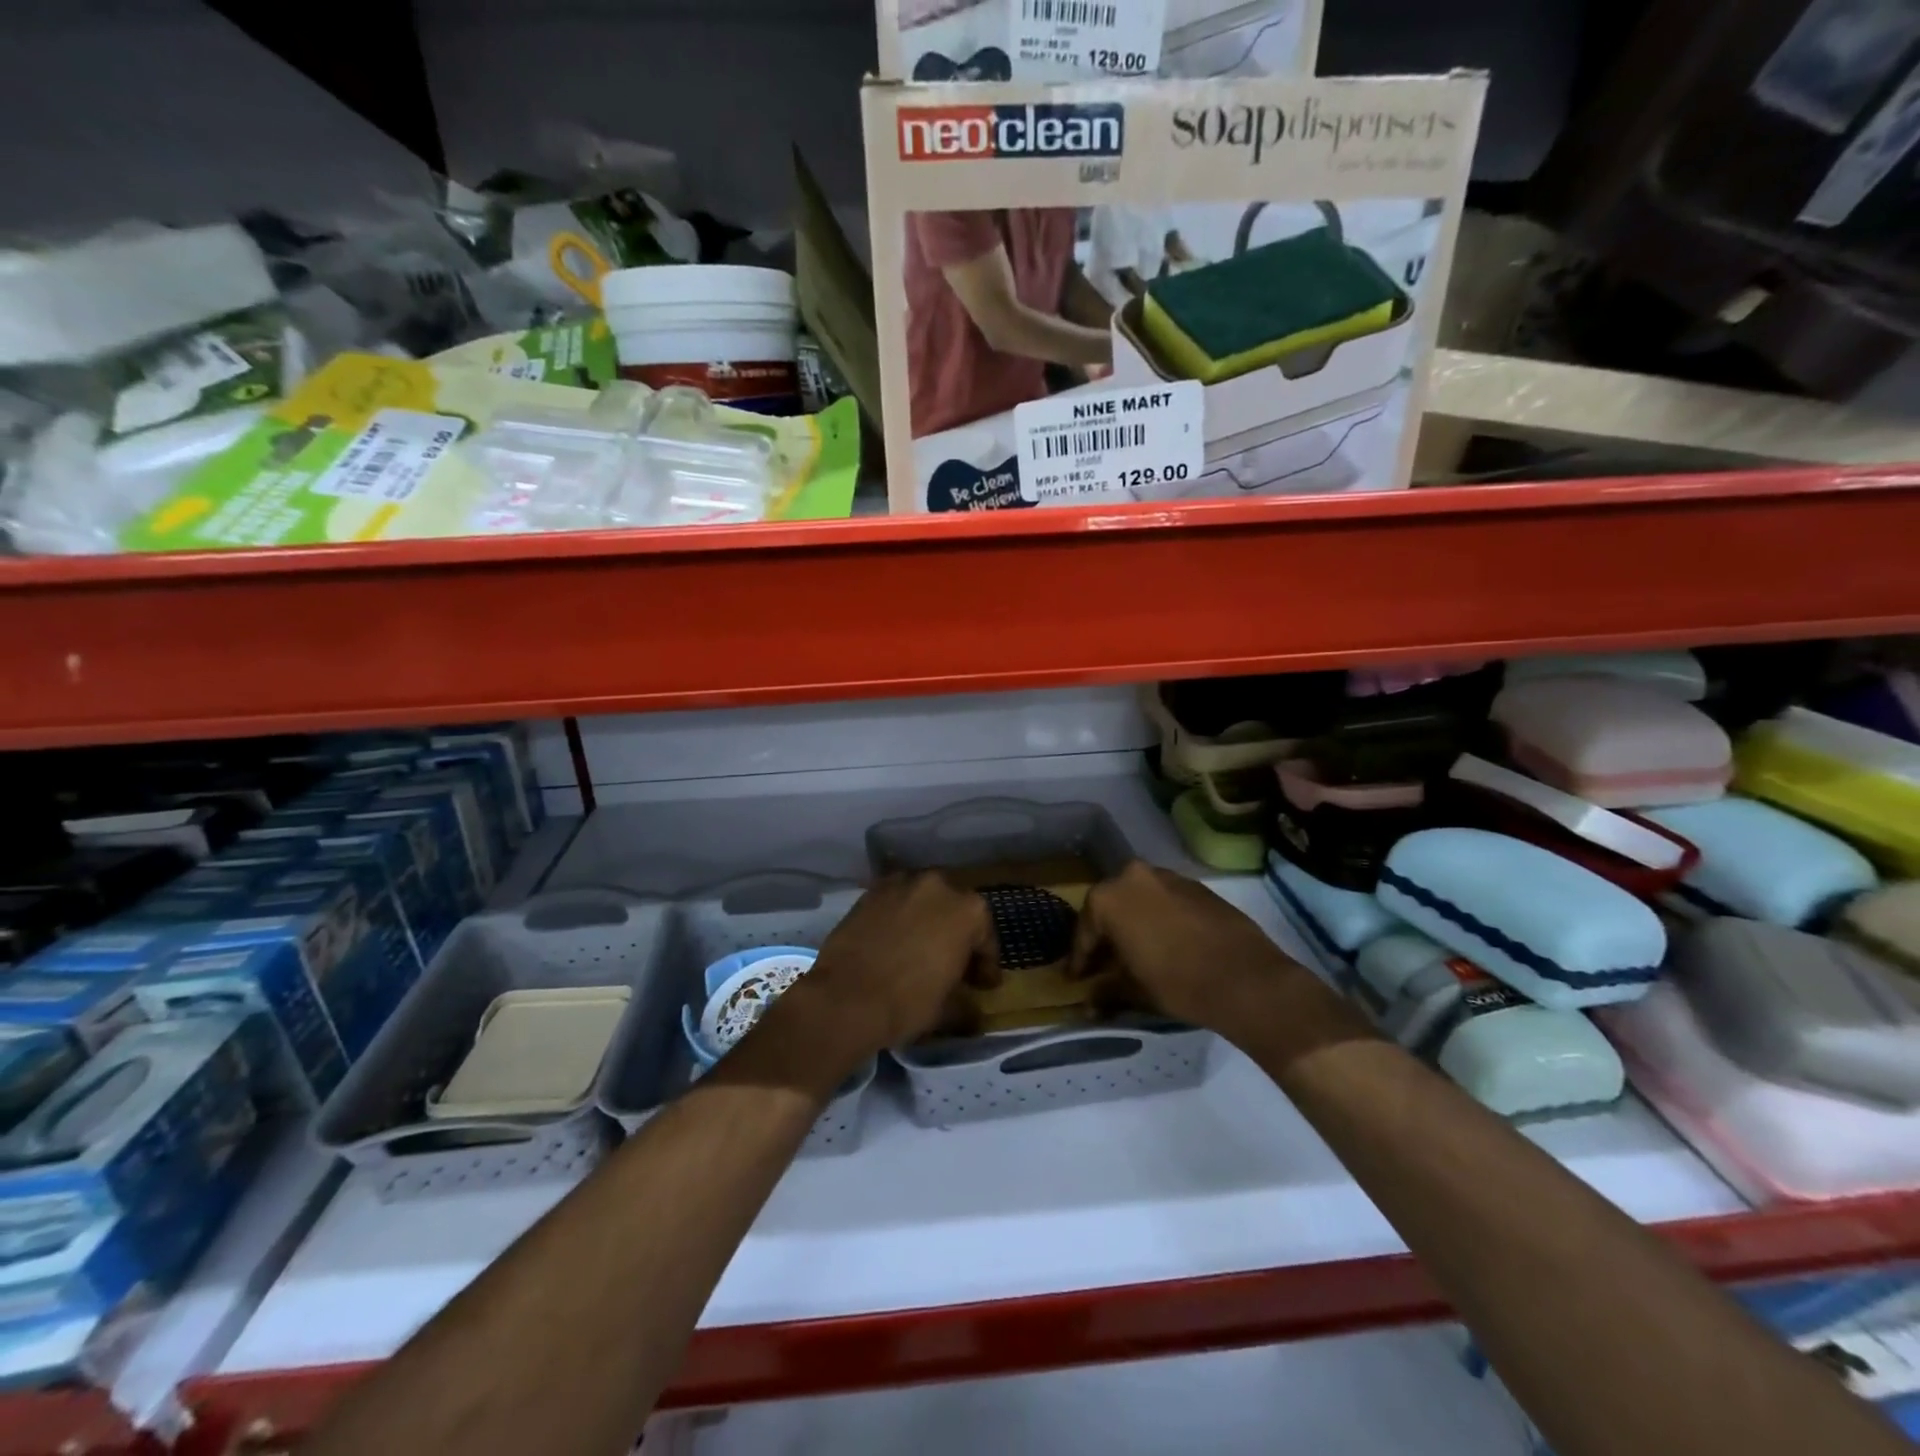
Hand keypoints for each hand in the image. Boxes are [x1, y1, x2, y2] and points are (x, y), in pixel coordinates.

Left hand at [752, 874, 999, 1088]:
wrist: (845, 997)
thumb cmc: (908, 1001)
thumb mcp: (948, 1010)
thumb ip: (968, 1004)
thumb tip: (974, 1013)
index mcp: (969, 910)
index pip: (985, 938)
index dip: (985, 965)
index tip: (983, 986)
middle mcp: (938, 885)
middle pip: (955, 911)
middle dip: (956, 936)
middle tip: (953, 965)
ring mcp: (901, 883)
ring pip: (923, 902)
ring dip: (927, 922)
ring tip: (920, 951)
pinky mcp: (871, 891)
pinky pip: (895, 903)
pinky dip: (899, 918)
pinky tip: (893, 942)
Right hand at [1069, 861, 1306, 1036]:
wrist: (1246, 979)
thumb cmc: (1177, 982)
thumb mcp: (1133, 990)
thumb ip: (1106, 991)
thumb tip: (1089, 1005)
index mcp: (1109, 897)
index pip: (1085, 931)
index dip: (1080, 959)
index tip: (1076, 979)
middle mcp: (1133, 876)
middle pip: (1111, 908)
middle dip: (1106, 936)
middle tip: (1104, 965)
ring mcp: (1168, 877)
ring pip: (1140, 901)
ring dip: (1134, 924)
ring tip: (1136, 955)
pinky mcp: (1197, 886)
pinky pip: (1166, 901)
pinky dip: (1160, 919)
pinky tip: (1167, 945)